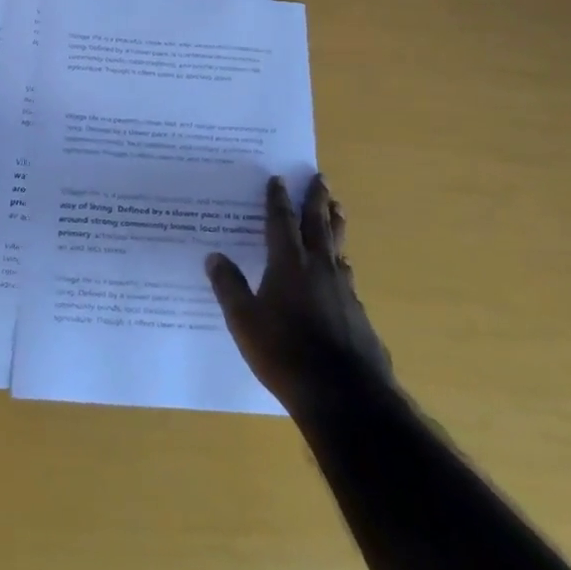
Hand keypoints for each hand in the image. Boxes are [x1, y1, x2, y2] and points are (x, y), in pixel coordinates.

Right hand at [206, 175, 391, 412]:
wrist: (343, 393)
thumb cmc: (284, 353)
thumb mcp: (244, 321)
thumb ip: (229, 286)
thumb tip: (213, 256)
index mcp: (288, 265)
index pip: (282, 222)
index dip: (278, 199)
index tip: (278, 178)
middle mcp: (318, 268)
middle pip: (318, 224)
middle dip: (317, 199)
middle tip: (320, 177)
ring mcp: (343, 289)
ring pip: (338, 246)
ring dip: (335, 223)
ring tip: (337, 208)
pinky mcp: (356, 311)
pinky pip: (346, 273)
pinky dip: (341, 259)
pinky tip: (342, 266)